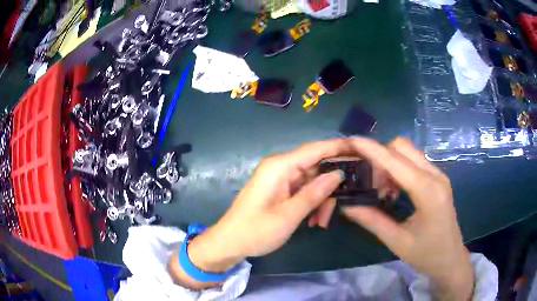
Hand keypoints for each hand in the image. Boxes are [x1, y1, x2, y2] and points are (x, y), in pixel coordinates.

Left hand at [169, 140, 348, 287]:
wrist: (229, 243)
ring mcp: (280, 179)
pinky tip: (313, 221)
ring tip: (321, 222)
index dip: (338, 147)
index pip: (315, 149)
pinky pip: (302, 190)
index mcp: (280, 166)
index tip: (360, 149)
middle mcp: (281, 167)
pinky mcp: (279, 189)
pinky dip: (311, 203)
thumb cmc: (256, 230)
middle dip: (330, 188)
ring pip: (312, 182)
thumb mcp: (289, 215)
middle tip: (337, 210)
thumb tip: (338, 174)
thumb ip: (315, 193)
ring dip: (320, 200)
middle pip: (316, 167)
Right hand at [337, 138, 473, 300]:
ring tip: (380, 190)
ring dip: (389, 162)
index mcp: (428, 192)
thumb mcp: (397, 242)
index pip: (395, 161)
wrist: (450, 259)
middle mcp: (435, 175)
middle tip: (367, 182)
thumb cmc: (426, 255)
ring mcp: (438, 175)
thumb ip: (372, 220)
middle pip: (402, 147)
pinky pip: (414, 162)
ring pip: (408, 152)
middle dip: (379, 156)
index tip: (350, 141)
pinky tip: (393, 190)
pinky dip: (398, 168)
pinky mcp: (437, 178)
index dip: (371, 149)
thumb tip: (346, 205)